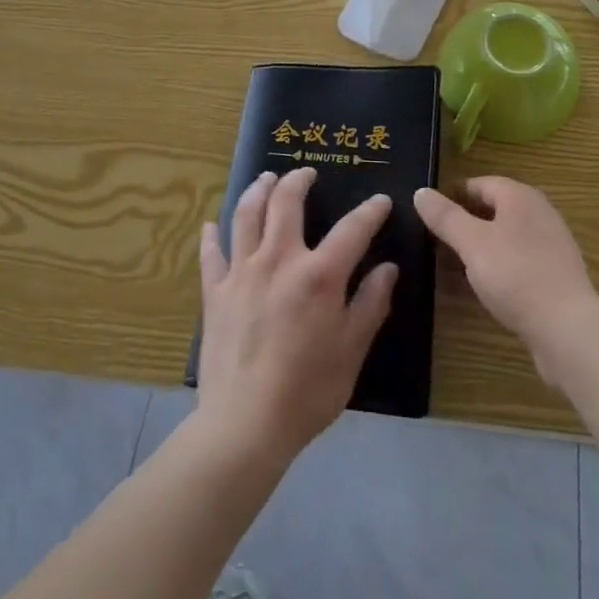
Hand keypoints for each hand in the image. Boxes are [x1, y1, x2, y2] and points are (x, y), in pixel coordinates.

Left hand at [195, 167, 397, 463]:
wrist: (244, 426)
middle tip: (306, 173)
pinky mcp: (214, 292)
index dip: (370, 211)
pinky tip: (212, 224)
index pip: (352, 229)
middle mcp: (278, 260)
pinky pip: (211, 253)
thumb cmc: (307, 392)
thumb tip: (387, 268)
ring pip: (246, 214)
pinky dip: (212, 235)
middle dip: (299, 180)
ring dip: (257, 190)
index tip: (381, 201)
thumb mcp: (352, 352)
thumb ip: (370, 304)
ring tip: (266, 178)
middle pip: (286, 202)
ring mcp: (241, 272)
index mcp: (319, 275)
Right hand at [414, 177, 598, 374]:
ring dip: (477, 249)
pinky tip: (478, 288)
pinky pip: (516, 263)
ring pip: (503, 238)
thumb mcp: (472, 243)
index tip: (428, 214)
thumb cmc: (515, 275)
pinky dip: (495, 269)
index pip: (479, 183)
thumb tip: (421, 192)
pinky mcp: (554, 276)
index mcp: (520, 196)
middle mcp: (538, 213)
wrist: (567, 329)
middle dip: (463, 224)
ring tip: (449, 268)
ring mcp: (549, 245)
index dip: (452, 195)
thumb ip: (445, 217)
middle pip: (493, 210)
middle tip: (434, 242)